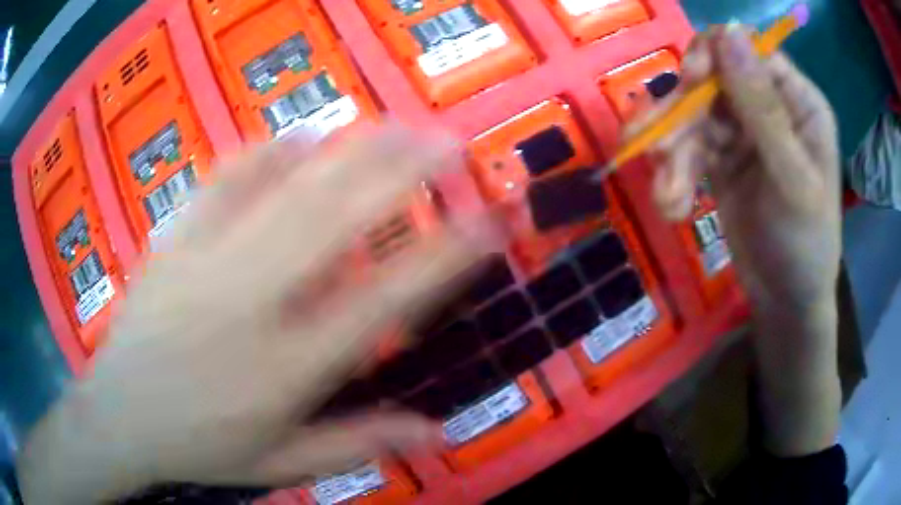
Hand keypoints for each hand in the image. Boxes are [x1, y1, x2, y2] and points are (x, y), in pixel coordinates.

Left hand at [18, 125, 494, 502]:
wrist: (119, 417)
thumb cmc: (200, 447)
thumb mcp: (283, 463)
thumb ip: (357, 443)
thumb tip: (436, 432)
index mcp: (285, 368)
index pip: (383, 302)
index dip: (444, 257)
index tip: (487, 221)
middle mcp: (250, 304)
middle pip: (333, 220)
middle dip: (400, 170)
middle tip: (447, 139)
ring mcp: (204, 263)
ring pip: (283, 190)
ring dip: (345, 151)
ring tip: (391, 124)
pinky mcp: (172, 243)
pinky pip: (221, 182)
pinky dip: (262, 153)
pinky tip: (293, 135)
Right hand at [639, 27, 840, 316]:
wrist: (786, 303)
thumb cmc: (805, 245)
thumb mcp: (792, 179)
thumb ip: (763, 108)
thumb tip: (728, 31)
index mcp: (797, 102)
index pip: (749, 51)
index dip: (715, 56)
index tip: (691, 81)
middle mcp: (768, 107)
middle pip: (713, 80)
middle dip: (683, 114)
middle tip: (655, 145)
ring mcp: (743, 132)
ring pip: (694, 116)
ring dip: (673, 152)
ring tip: (666, 195)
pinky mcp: (721, 159)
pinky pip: (689, 148)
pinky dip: (675, 173)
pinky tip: (671, 203)